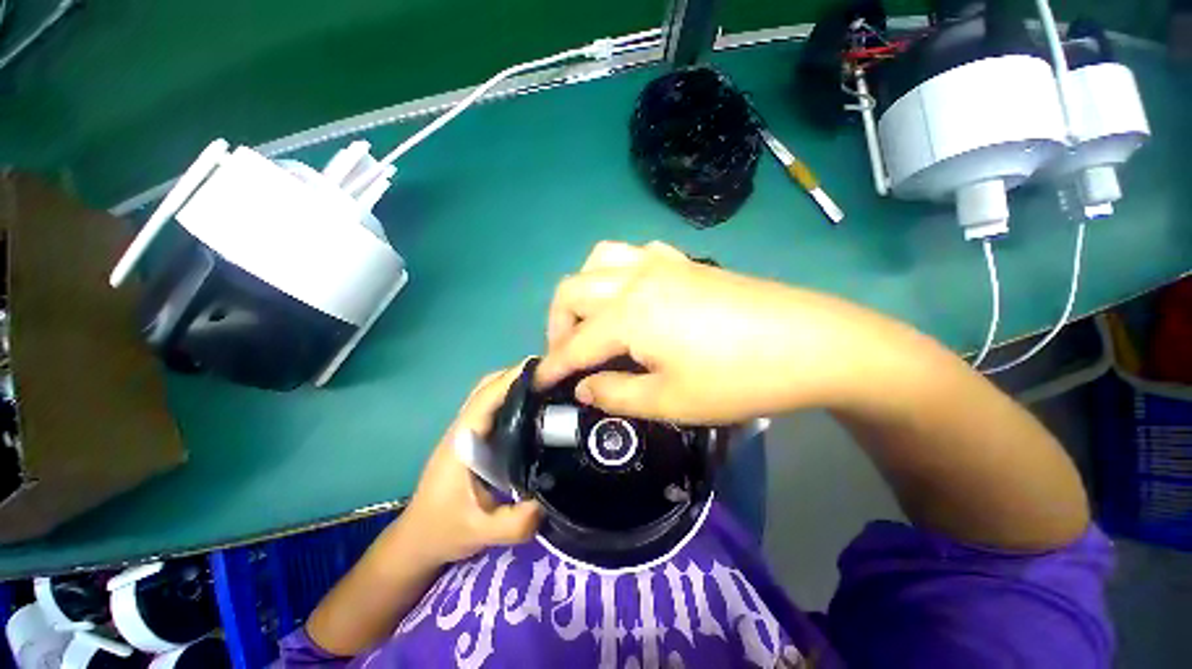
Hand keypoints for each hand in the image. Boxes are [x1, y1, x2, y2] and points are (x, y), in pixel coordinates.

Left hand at [395, 365, 541, 567]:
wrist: (417, 540)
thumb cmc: (443, 531)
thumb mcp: (479, 532)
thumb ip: (513, 524)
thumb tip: (548, 502)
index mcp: (462, 440)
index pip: (487, 397)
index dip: (513, 378)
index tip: (545, 368)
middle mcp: (462, 428)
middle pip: (487, 387)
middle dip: (518, 375)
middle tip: (552, 378)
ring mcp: (465, 431)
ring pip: (489, 394)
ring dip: (514, 384)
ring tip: (546, 388)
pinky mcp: (471, 437)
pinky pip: (492, 407)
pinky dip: (510, 397)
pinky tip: (532, 408)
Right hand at [536, 241, 897, 423]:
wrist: (811, 344)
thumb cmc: (738, 379)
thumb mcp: (670, 401)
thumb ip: (616, 395)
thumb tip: (583, 388)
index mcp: (629, 315)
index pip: (574, 344)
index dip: (552, 366)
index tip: (537, 384)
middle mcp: (636, 279)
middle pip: (573, 290)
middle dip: (558, 324)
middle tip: (568, 355)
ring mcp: (662, 263)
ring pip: (599, 260)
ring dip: (583, 290)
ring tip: (592, 318)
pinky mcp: (685, 261)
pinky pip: (634, 252)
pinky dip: (616, 271)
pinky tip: (630, 292)